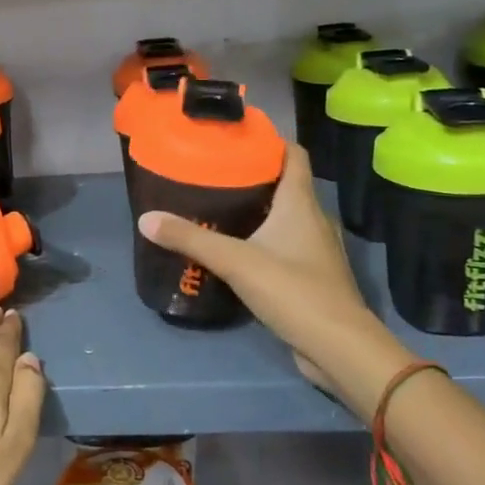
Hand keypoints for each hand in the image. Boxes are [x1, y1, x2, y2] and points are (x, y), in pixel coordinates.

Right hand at [137, 144, 415, 414]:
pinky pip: (283, 247)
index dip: (269, 141)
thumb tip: (146, 219)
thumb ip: (190, 239)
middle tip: (212, 173)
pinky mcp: (310, 278)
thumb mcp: (235, 261)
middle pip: (284, 185)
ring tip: (216, 208)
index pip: (294, 155)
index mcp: (301, 204)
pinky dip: (260, 241)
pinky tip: (234, 250)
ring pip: (283, 218)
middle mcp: (312, 220)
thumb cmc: (293, 290)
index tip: (236, 137)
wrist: (338, 348)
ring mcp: (314, 251)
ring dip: (255, 210)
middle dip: (252, 176)